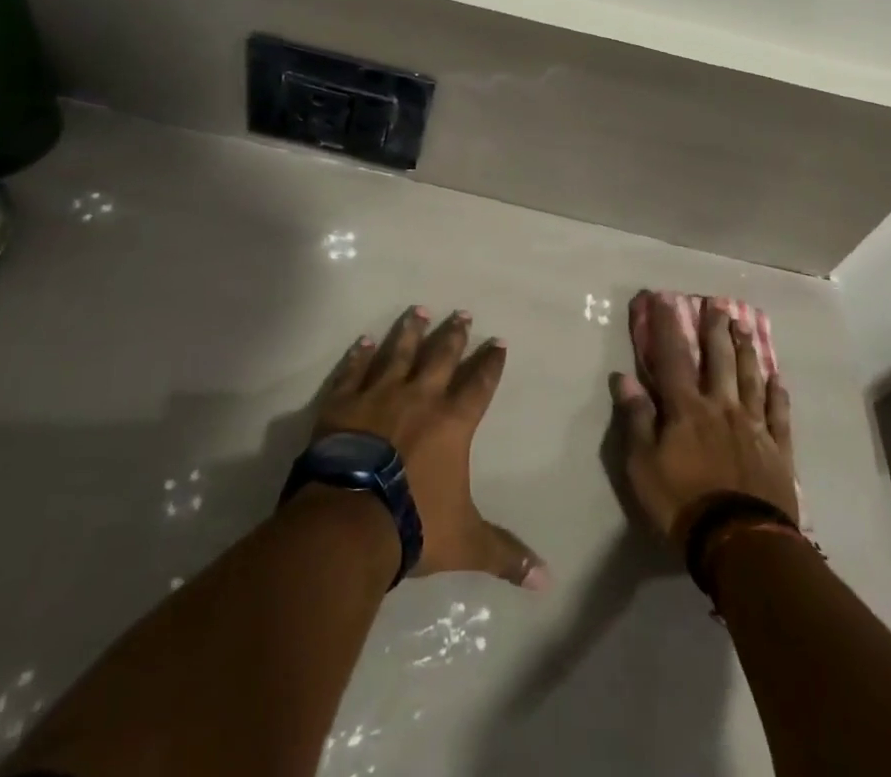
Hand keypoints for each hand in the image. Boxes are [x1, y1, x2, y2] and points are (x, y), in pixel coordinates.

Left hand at [315, 306, 547, 587]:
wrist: (350, 519)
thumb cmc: (413, 524)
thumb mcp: (466, 542)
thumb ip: (505, 554)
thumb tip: (547, 580)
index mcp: (452, 423)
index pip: (479, 385)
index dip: (491, 364)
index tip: (498, 342)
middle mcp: (419, 397)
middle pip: (441, 357)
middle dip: (454, 335)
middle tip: (461, 313)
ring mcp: (378, 395)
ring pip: (398, 353)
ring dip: (409, 331)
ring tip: (417, 310)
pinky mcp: (344, 403)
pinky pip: (353, 371)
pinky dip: (359, 355)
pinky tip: (364, 340)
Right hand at [610, 293, 797, 549]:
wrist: (740, 542)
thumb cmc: (682, 503)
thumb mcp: (642, 465)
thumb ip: (636, 419)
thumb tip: (624, 378)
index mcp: (686, 408)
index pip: (672, 357)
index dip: (667, 326)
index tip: (664, 298)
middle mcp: (721, 407)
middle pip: (719, 360)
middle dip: (716, 330)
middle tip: (718, 304)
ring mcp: (753, 427)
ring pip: (751, 379)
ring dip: (747, 351)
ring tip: (745, 327)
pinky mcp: (778, 451)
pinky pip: (778, 415)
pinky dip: (778, 395)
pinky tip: (778, 379)